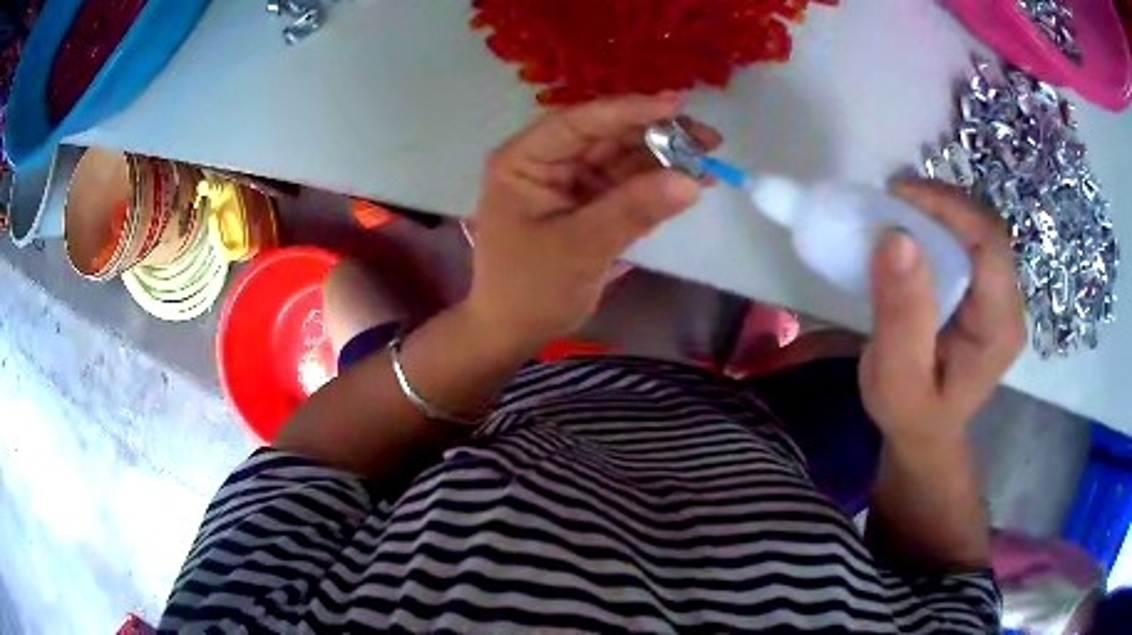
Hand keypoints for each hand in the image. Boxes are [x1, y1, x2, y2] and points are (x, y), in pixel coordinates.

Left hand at [464, 94, 721, 346]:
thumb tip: (690, 181)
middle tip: (708, 138)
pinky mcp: (589, 203)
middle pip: (606, 136)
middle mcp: (547, 162)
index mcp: (524, 161)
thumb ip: (633, 210)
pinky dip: (657, 184)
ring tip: (708, 160)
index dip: (627, 110)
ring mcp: (569, 182)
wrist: (515, 331)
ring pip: (621, 158)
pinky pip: (626, 184)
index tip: (676, 105)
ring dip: (663, 158)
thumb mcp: (580, 247)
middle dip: (656, 135)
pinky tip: (690, 183)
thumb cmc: (531, 289)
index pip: (577, 123)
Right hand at [860, 179, 1025, 443]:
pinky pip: (967, 240)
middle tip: (891, 197)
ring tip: (897, 207)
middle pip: (985, 229)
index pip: (989, 245)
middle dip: (941, 202)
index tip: (898, 194)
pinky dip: (937, 224)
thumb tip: (897, 237)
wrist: (925, 432)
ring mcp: (999, 294)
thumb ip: (901, 318)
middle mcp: (1009, 303)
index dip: (949, 207)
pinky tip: (911, 228)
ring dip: (937, 209)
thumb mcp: (897, 380)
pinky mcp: (984, 290)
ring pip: (977, 228)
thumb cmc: (911, 414)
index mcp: (999, 327)